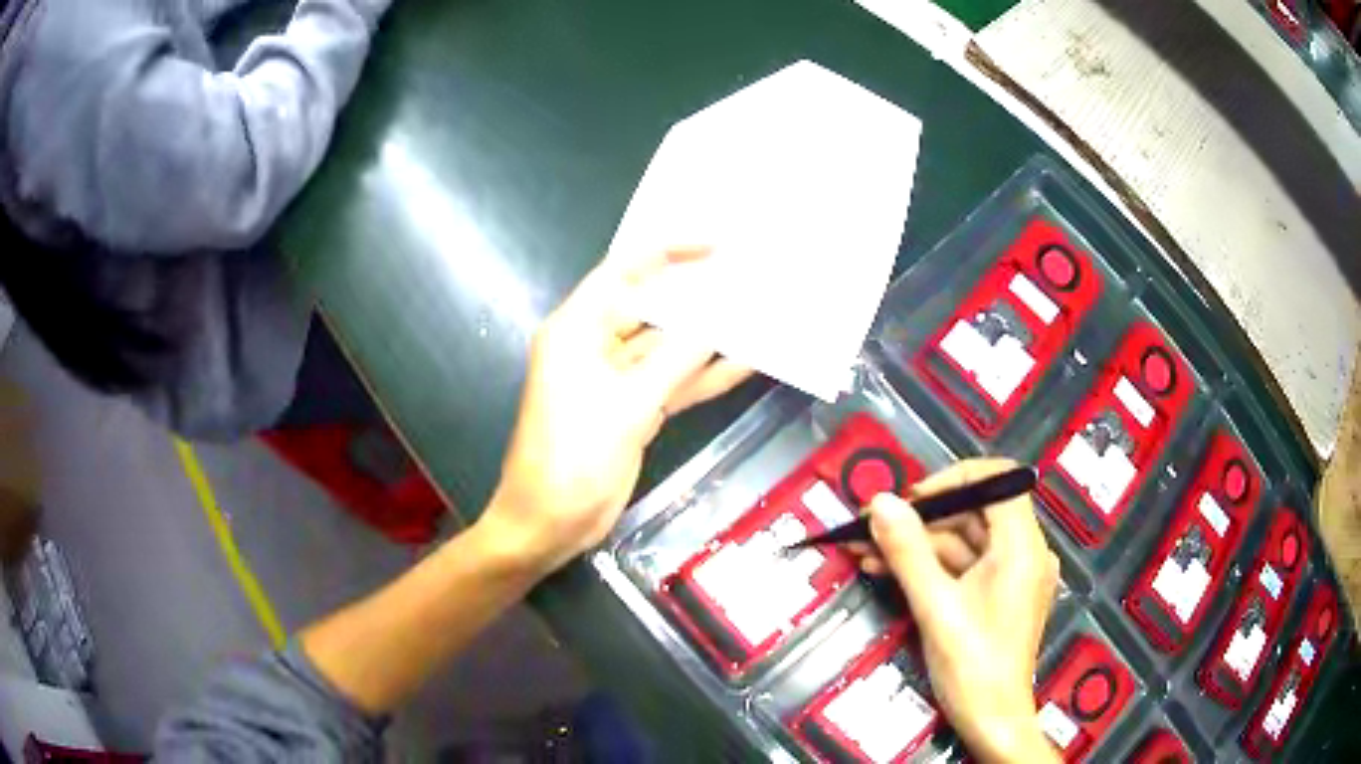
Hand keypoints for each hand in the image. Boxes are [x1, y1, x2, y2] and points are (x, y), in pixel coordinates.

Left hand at [483, 247, 751, 573]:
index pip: (624, 273)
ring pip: (669, 348)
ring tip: (760, 314)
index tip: (714, 244)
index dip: (668, 252)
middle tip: (749, 276)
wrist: (550, 522)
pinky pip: (673, 382)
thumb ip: (678, 359)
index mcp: (578, 328)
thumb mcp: (629, 405)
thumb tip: (723, 323)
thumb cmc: (573, 457)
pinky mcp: (633, 408)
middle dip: (698, 296)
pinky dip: (705, 375)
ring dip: (709, 338)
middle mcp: (596, 344)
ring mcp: (617, 379)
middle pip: (652, 308)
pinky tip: (747, 362)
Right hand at [862, 459, 1060, 763]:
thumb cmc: (972, 666)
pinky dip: (930, 568)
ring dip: (916, 546)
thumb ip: (909, 551)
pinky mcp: (999, 596)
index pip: (999, 480)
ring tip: (866, 551)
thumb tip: (880, 502)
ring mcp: (1012, 576)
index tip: (912, 498)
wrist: (991, 721)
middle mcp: (1025, 553)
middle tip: (871, 527)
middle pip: (975, 513)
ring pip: (963, 543)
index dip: (954, 478)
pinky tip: (888, 571)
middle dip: (922, 519)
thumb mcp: (935, 607)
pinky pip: (964, 568)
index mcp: (1022, 547)